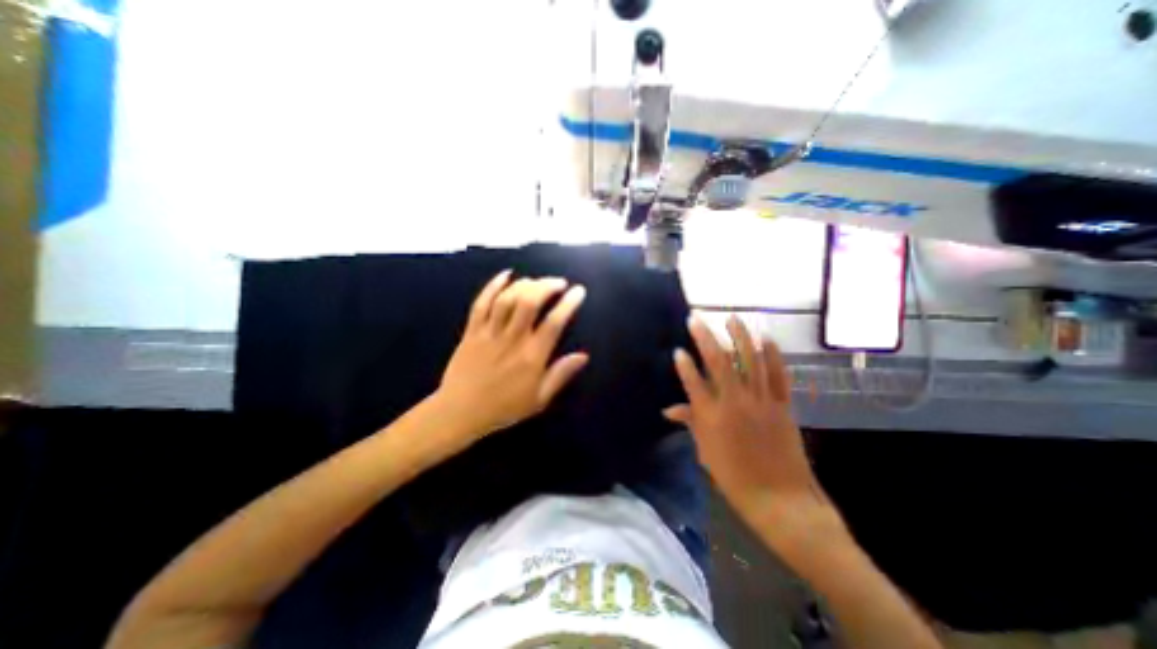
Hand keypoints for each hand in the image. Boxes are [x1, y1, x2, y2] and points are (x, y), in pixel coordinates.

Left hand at [439, 272, 590, 442]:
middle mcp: (512, 339)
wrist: (460, 412)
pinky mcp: (472, 331)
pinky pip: (481, 303)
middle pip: (530, 302)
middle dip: (547, 286)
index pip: (554, 322)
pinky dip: (493, 286)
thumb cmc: (504, 408)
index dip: (568, 303)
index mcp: (532, 356)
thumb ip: (561, 375)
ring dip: (525, 284)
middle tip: (559, 282)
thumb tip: (583, 356)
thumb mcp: (539, 398)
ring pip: (507, 299)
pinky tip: (505, 275)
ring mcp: (490, 333)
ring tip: (537, 281)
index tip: (578, 291)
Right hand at [666, 314, 846, 546]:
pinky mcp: (782, 405)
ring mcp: (761, 401)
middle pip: (718, 363)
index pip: (693, 382)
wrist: (780, 499)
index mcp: (712, 417)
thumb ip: (690, 422)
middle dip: (705, 337)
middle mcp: (734, 402)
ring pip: (750, 361)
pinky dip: (773, 354)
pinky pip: (778, 374)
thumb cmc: (735, 477)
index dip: (684, 364)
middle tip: (696, 319)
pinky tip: (766, 338)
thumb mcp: (705, 451)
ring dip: (740, 337)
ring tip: (732, 318)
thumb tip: (669, 409)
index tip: (677, 349)